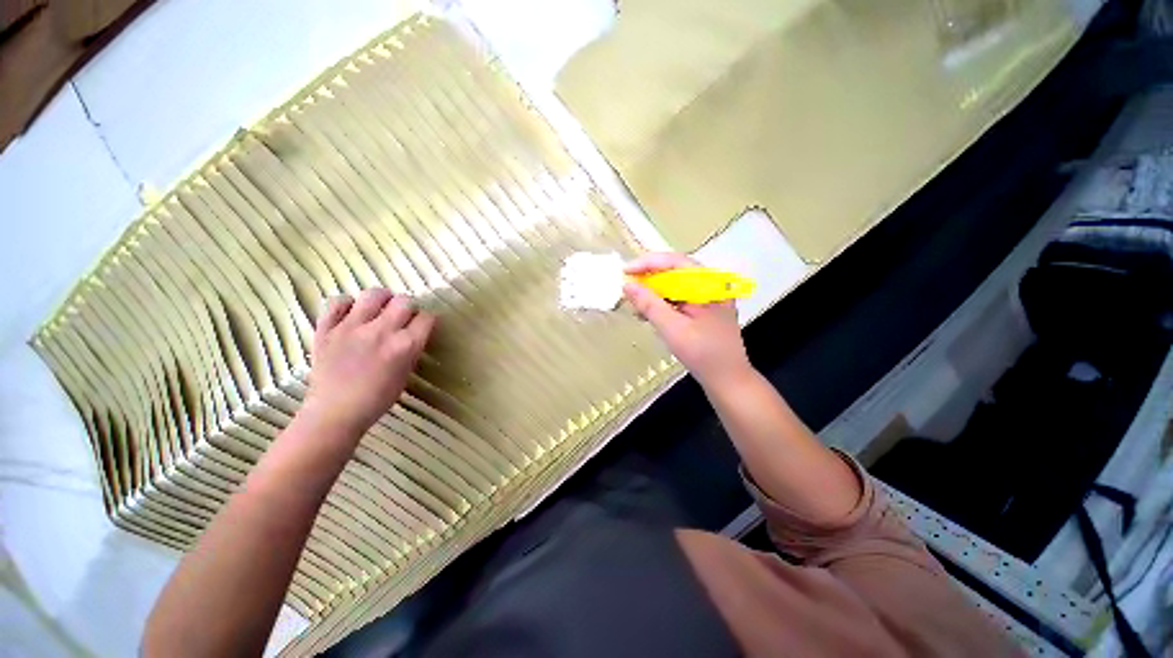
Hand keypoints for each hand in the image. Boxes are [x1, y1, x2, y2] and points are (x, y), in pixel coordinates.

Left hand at [303, 289, 435, 437]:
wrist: (335, 413)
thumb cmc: (377, 399)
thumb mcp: (405, 374)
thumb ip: (411, 349)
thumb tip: (413, 333)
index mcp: (405, 346)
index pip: (426, 318)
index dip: (427, 320)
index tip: (423, 324)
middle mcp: (382, 331)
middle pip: (405, 302)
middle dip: (409, 307)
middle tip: (403, 316)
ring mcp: (352, 327)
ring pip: (373, 294)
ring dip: (382, 298)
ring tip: (380, 307)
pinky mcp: (327, 328)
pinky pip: (337, 302)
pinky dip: (346, 303)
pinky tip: (351, 312)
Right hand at [623, 252, 750, 388]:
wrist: (728, 379)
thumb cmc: (703, 354)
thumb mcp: (673, 328)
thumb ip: (649, 305)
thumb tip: (628, 286)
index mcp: (710, 284)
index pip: (676, 262)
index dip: (648, 263)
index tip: (625, 272)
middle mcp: (711, 285)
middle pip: (675, 272)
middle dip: (649, 280)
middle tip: (628, 290)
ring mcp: (708, 297)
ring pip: (674, 285)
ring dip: (653, 293)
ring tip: (636, 307)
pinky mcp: (702, 309)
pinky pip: (678, 298)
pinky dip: (661, 304)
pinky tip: (648, 314)